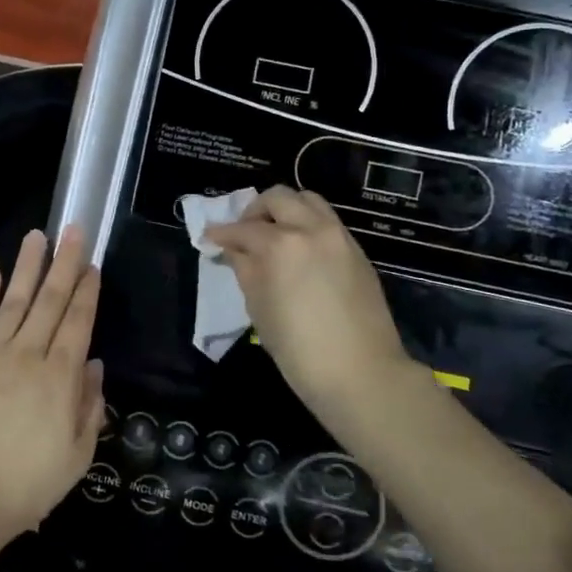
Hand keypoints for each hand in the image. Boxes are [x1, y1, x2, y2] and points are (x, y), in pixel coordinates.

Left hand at [0, 226, 102, 539]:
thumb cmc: (27, 484)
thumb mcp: (76, 455)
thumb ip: (89, 407)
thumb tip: (93, 366)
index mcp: (60, 377)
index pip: (78, 323)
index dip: (87, 292)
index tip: (93, 265)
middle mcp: (28, 355)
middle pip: (50, 301)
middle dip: (64, 264)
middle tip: (73, 230)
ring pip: (13, 301)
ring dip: (27, 267)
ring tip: (37, 236)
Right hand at [204, 188, 415, 421]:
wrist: (361, 373)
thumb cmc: (298, 349)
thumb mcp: (259, 308)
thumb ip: (245, 269)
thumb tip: (234, 250)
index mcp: (281, 245)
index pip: (242, 229)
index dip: (221, 233)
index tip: (209, 237)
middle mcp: (311, 229)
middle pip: (278, 198)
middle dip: (255, 211)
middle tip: (244, 232)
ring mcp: (339, 236)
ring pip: (308, 200)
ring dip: (286, 209)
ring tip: (274, 233)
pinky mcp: (357, 250)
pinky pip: (327, 221)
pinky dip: (308, 224)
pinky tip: (300, 249)